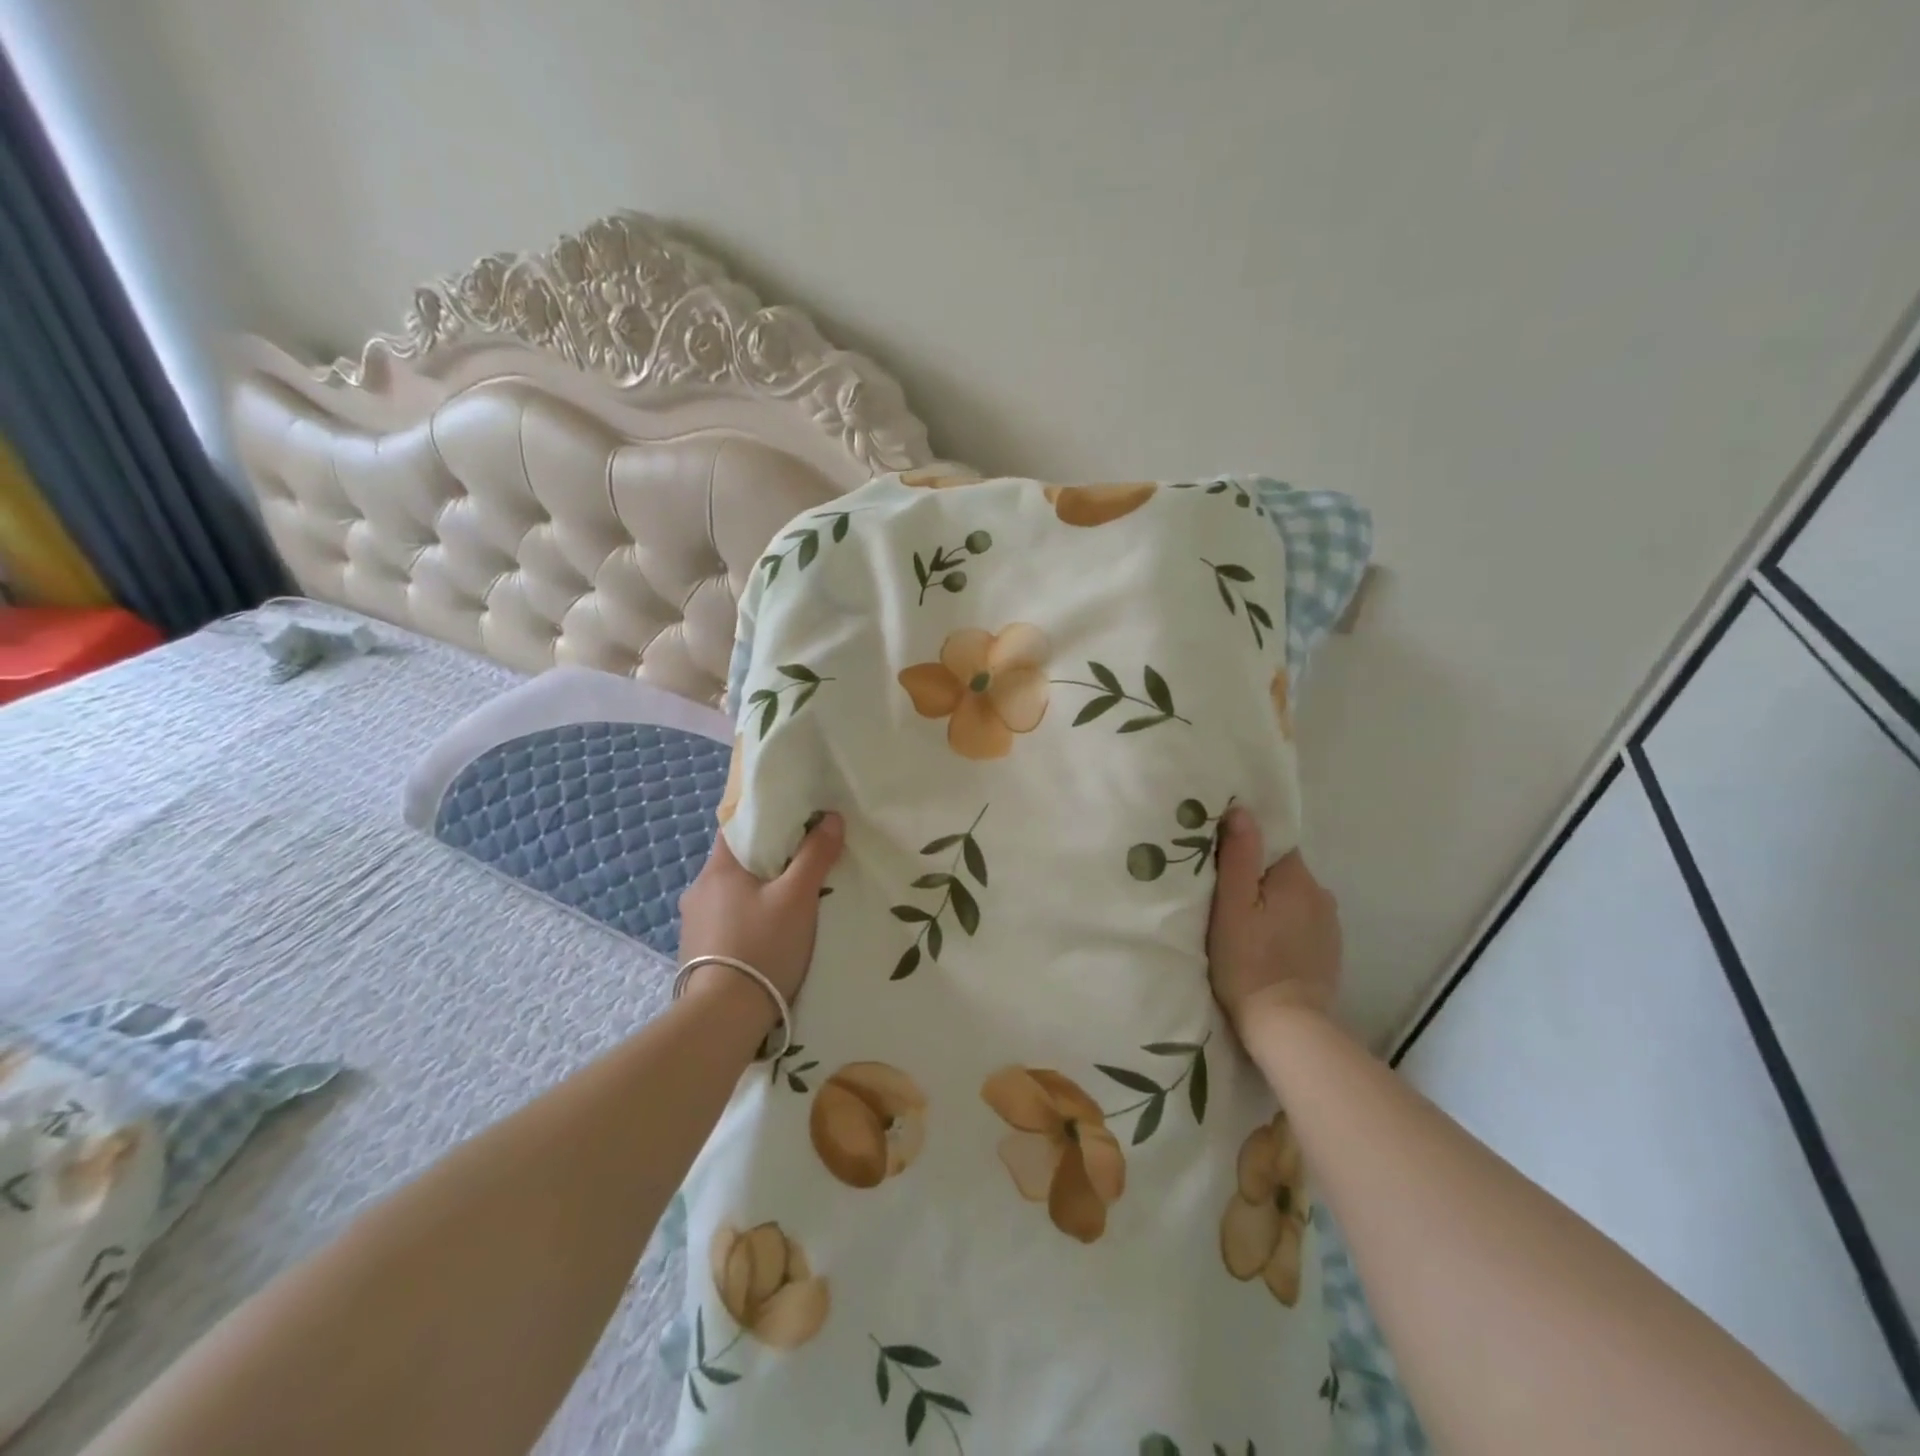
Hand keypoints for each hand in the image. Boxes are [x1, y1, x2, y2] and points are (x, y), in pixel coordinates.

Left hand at [678, 814, 844, 1005]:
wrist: (723, 1018)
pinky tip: (765, 936)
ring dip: (755, 895)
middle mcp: (697, 891)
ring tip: (786, 905)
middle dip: (766, 862)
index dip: (765, 822)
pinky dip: (745, 921)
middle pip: (736, 863)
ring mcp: (692, 924)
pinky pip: (724, 923)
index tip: (794, 826)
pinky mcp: (695, 953)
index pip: (736, 828)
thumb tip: (831, 818)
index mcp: (717, 869)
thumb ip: (815, 855)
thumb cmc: (762, 946)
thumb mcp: (798, 897)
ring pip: (730, 895)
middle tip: (800, 867)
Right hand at [1207, 807, 1342, 1034]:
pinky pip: (1301, 923)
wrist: (1286, 1027)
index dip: (1246, 849)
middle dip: (1256, 879)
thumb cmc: (1248, 961)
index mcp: (1297, 877)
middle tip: (1224, 899)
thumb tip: (1242, 810)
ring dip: (1271, 904)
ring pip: (1291, 898)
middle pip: (1281, 871)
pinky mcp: (1329, 951)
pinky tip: (1265, 945)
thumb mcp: (1231, 906)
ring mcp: (1329, 925)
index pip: (1272, 844)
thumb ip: (1238, 856)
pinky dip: (1283, 927)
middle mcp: (1321, 894)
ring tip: (1243, 925)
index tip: (1220, 864)